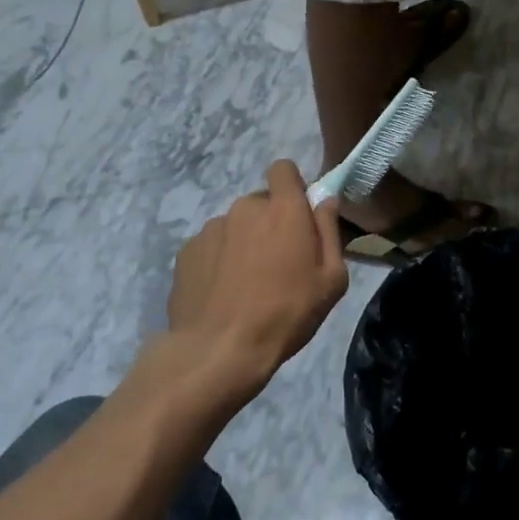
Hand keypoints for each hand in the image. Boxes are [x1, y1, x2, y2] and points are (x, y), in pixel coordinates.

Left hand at [165, 160, 347, 402]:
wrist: (219, 350)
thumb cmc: (286, 313)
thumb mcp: (331, 280)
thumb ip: (330, 231)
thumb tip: (325, 201)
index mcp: (283, 209)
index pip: (283, 169)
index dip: (292, 186)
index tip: (298, 215)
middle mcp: (245, 207)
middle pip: (260, 202)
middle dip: (270, 222)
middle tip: (277, 262)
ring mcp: (211, 228)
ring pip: (235, 226)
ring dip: (243, 243)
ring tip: (246, 284)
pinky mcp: (187, 251)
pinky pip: (211, 246)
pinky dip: (218, 261)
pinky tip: (222, 293)